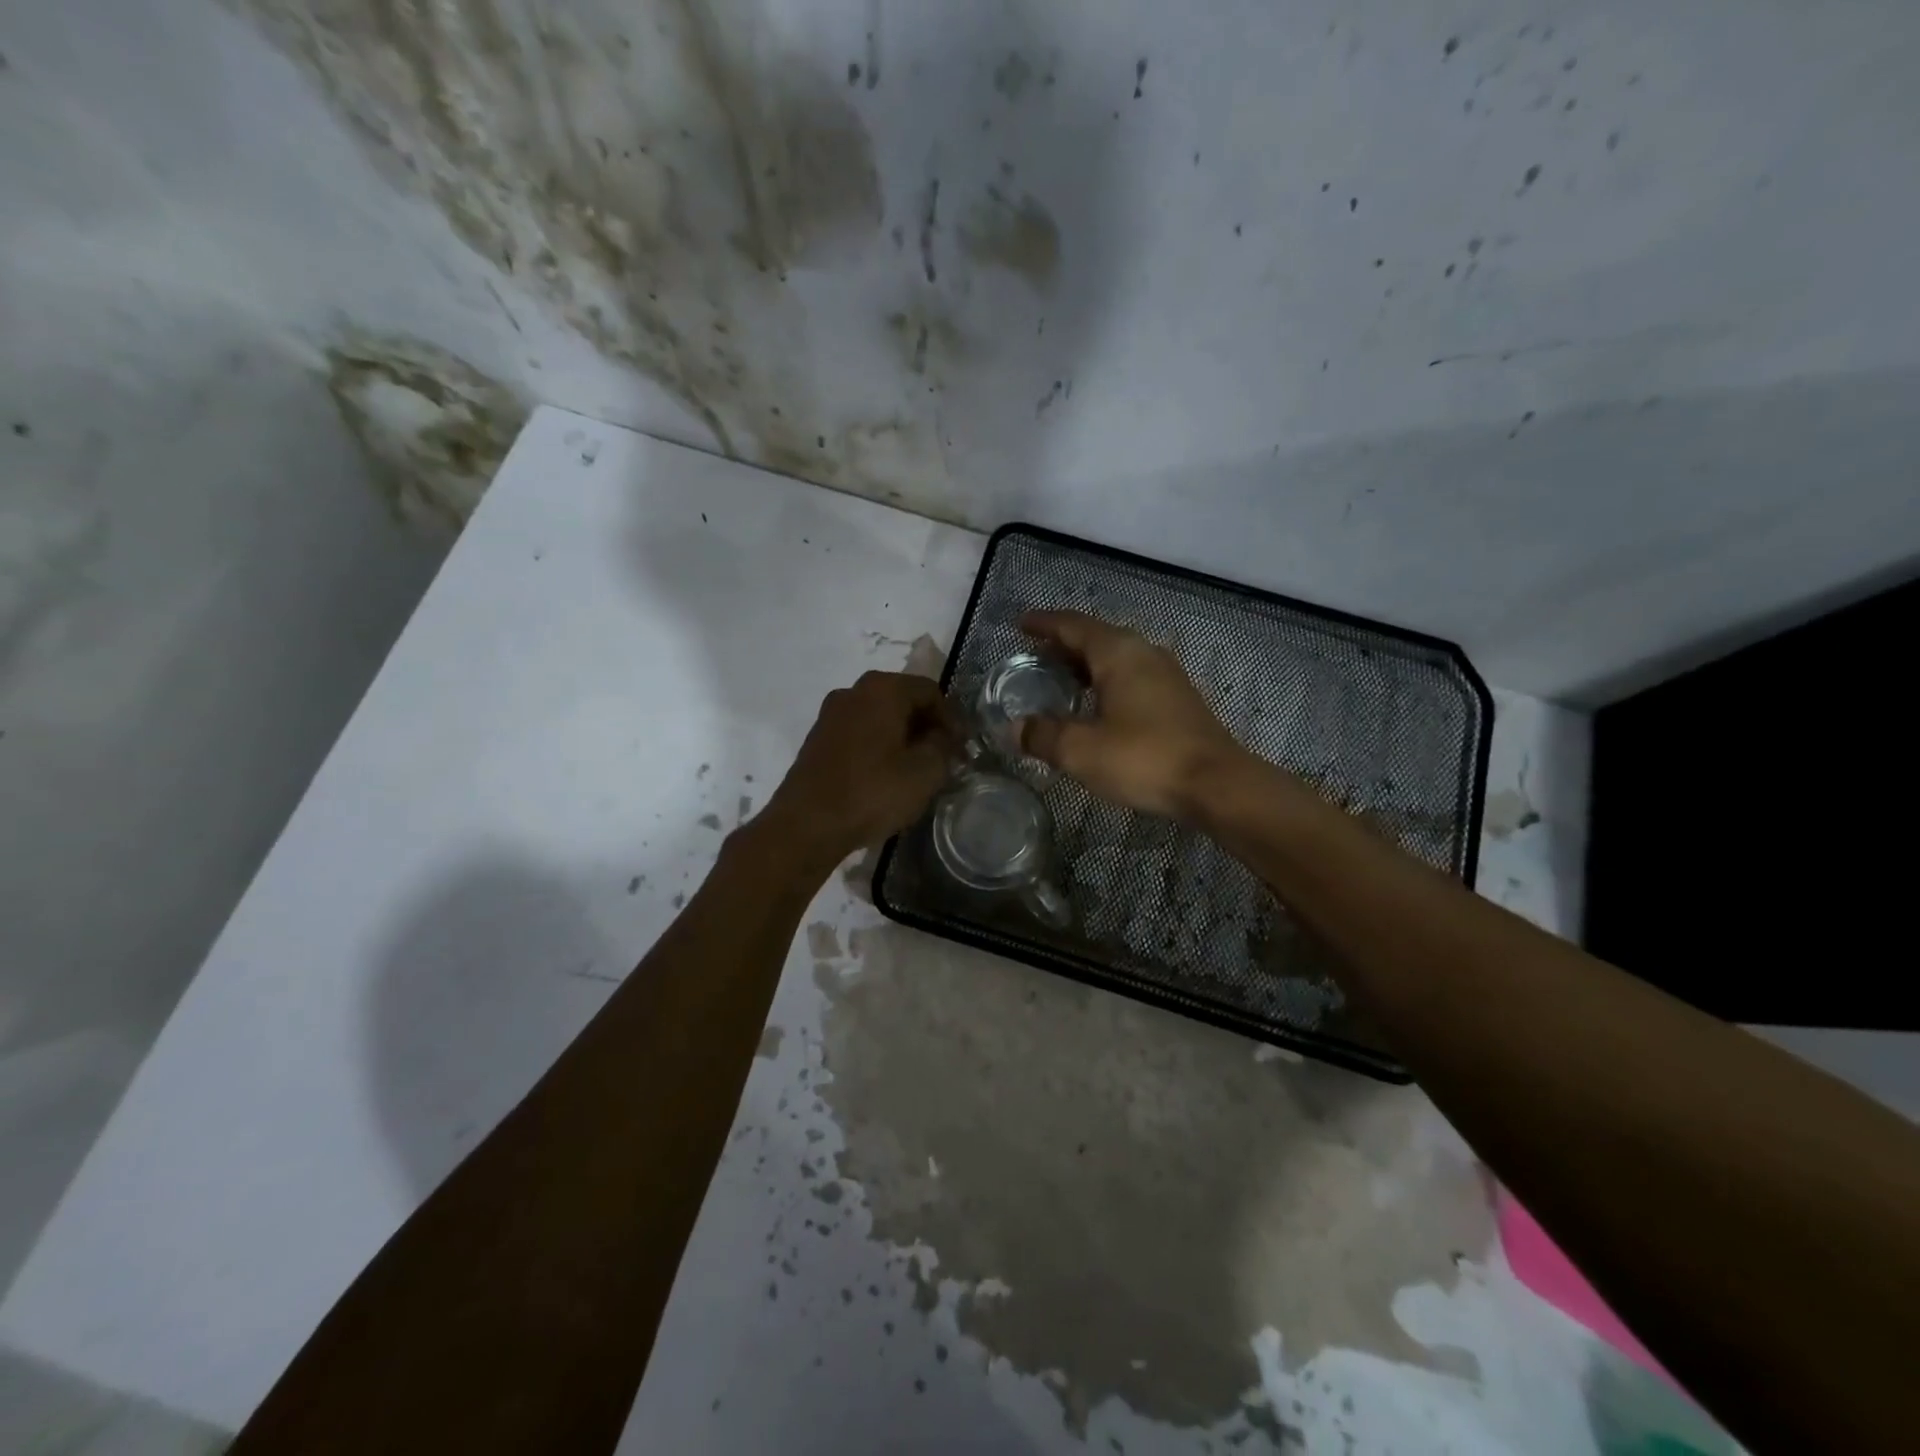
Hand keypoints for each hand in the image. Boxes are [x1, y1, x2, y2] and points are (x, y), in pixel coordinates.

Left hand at [760, 671, 957, 864]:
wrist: (807, 824)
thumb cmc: (873, 792)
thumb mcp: (925, 772)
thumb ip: (943, 746)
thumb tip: (944, 738)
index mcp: (883, 689)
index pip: (931, 691)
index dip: (952, 719)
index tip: (962, 749)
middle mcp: (853, 691)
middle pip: (903, 701)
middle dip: (927, 727)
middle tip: (944, 758)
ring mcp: (831, 715)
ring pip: (880, 718)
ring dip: (903, 738)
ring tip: (918, 770)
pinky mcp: (818, 740)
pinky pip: (860, 734)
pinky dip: (879, 747)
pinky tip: (887, 776)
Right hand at [1018, 611, 1245, 819]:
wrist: (1216, 784)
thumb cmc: (1144, 758)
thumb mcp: (1081, 750)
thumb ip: (1043, 735)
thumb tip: (1016, 728)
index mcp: (1118, 653)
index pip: (1073, 626)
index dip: (1044, 624)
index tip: (1020, 624)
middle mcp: (1143, 653)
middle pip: (1096, 638)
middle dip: (1063, 645)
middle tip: (1033, 658)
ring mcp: (1165, 676)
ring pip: (1116, 659)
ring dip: (1085, 666)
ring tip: (1059, 682)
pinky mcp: (1177, 700)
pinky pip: (1131, 678)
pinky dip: (1106, 683)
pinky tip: (1095, 708)